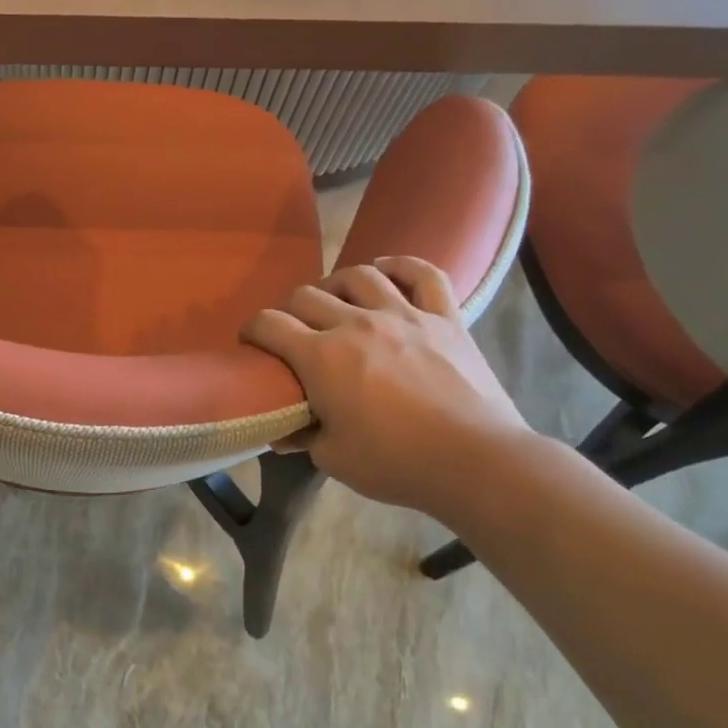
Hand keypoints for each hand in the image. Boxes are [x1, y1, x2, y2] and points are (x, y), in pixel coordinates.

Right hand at [243, 257, 529, 521]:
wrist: (476, 460)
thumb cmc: (396, 462)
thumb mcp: (332, 458)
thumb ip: (301, 437)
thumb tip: (281, 431)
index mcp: (321, 357)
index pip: (269, 324)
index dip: (252, 330)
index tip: (252, 343)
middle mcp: (356, 324)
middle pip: (307, 295)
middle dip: (289, 311)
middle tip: (294, 333)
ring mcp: (404, 315)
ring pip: (359, 275)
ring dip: (337, 285)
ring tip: (337, 302)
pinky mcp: (444, 317)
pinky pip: (423, 274)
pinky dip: (402, 266)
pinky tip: (387, 271)